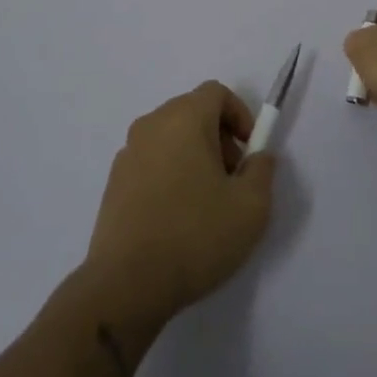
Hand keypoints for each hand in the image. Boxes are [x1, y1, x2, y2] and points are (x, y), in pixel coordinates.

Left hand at [82, 83, 275, 325]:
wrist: (126, 284)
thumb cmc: (195, 235)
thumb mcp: (251, 207)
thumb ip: (262, 171)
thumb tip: (258, 157)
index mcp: (184, 118)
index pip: (215, 92)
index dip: (240, 114)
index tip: (249, 151)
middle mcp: (151, 125)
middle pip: (192, 112)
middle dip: (219, 137)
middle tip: (232, 178)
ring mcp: (128, 153)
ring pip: (170, 138)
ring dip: (194, 156)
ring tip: (206, 202)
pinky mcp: (113, 182)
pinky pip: (151, 162)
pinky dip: (169, 174)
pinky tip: (177, 217)